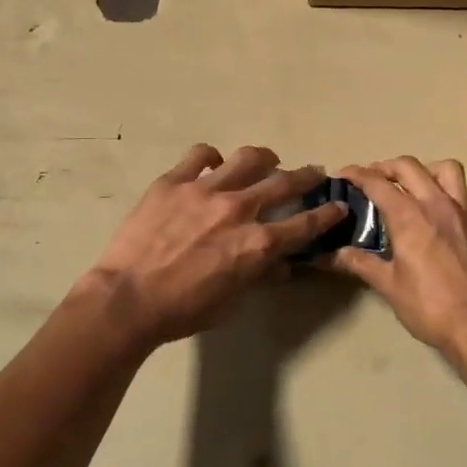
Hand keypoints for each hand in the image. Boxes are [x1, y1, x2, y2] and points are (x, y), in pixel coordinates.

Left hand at [83, 144, 345, 348]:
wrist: (127, 299)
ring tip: (267, 159)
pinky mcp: (173, 181)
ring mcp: (205, 190)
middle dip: (307, 176)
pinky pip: (200, 155)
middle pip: (284, 182)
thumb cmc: (182, 310)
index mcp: (257, 243)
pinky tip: (212, 165)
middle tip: (315, 171)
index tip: (338, 206)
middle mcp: (239, 209)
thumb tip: (280, 267)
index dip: (326, 215)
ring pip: (247, 158)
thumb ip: (259, 276)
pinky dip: (212, 158)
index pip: (305, 225)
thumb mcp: (231, 302)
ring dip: (264, 158)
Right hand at [329, 157, 466, 360]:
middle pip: (409, 166)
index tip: (342, 175)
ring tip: (413, 185)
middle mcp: (436, 204)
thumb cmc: (428, 306)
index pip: (377, 183)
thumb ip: (359, 263)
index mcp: (409, 216)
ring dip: (426, 170)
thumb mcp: (387, 285)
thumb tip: (329, 255)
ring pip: (447, 169)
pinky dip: (457, 192)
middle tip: (372, 180)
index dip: (357, 175)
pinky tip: (446, 206)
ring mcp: (463, 212)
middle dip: (386, 166)